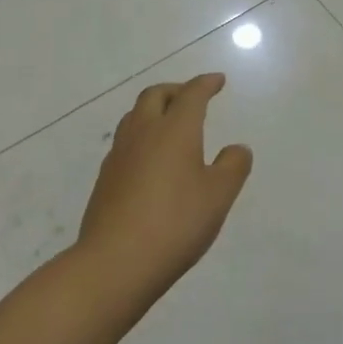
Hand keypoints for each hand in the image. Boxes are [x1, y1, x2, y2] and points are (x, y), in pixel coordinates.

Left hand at [79, 74, 252, 300]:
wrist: (115, 263)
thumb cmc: (175, 222)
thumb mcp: (219, 195)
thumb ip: (233, 166)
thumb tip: (236, 148)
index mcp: (175, 130)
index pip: (191, 94)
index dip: (206, 84)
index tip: (217, 80)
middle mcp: (144, 133)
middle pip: (155, 95)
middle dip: (176, 90)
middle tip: (192, 96)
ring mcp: (119, 156)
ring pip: (135, 116)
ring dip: (154, 110)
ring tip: (169, 123)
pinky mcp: (105, 179)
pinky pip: (125, 142)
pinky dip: (142, 136)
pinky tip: (150, 158)